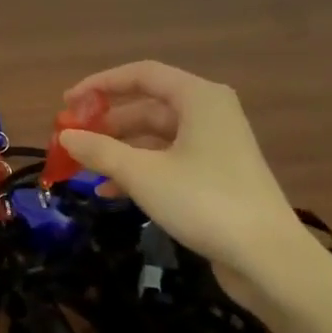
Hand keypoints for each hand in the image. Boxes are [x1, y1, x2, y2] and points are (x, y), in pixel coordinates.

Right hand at [58, 61, 304, 276]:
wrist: (267, 258)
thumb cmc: (204, 202)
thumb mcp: (142, 174)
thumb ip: (100, 151)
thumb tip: (65, 135)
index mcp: (199, 98)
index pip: (142, 75)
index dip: (101, 84)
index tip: (68, 103)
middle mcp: (209, 113)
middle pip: (147, 106)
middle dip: (107, 122)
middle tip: (72, 138)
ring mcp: (214, 146)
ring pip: (155, 137)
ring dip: (119, 150)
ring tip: (84, 167)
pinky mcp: (215, 175)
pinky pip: (168, 160)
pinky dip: (139, 170)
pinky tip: (110, 192)